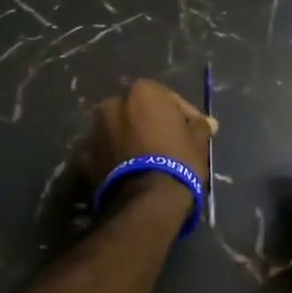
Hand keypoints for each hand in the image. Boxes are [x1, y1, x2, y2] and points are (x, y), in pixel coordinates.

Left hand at [82, 78, 214, 190]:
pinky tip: (130, 172)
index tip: (194, 131)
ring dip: (131, 140)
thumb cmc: (178, 160)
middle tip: (169, 143)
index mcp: (142, 92)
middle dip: (151, 124)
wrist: (147, 200)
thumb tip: (206, 124)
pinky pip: (105, 152)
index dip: (183, 115)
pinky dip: (115, 158)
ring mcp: (95, 130)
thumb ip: (199, 126)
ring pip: (119, 131)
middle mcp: (113, 104)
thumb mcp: (198, 141)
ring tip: (149, 160)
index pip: (168, 99)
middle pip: (138, 112)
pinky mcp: (85, 158)